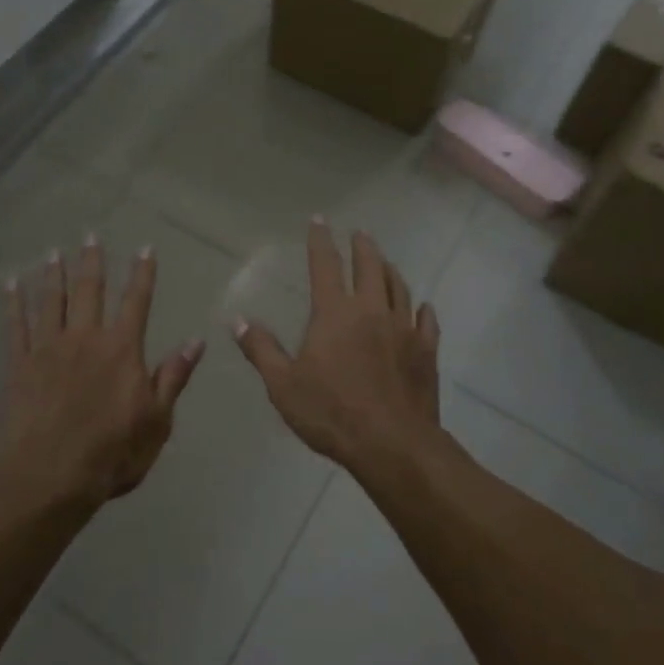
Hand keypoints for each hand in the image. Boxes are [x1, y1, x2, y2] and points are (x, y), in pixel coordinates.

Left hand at [2, 236, 202, 507]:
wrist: (50, 477)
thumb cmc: (112, 453)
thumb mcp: (157, 420)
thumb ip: (173, 377)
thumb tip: (196, 341)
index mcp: (121, 349)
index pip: (137, 301)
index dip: (142, 273)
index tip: (145, 248)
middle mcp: (86, 338)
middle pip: (90, 290)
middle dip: (92, 261)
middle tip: (90, 235)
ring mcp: (49, 348)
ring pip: (52, 301)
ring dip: (55, 275)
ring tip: (54, 253)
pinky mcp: (19, 365)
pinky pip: (16, 325)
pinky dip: (13, 303)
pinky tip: (11, 284)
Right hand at [233, 219, 441, 471]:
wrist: (391, 444)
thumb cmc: (331, 412)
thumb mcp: (283, 384)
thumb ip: (261, 349)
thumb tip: (237, 320)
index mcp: (334, 313)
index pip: (325, 265)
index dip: (320, 241)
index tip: (319, 220)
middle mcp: (370, 310)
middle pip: (369, 267)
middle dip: (363, 247)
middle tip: (360, 234)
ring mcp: (403, 329)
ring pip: (399, 288)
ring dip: (390, 270)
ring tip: (386, 261)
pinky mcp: (426, 351)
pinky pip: (426, 322)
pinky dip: (422, 310)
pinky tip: (423, 307)